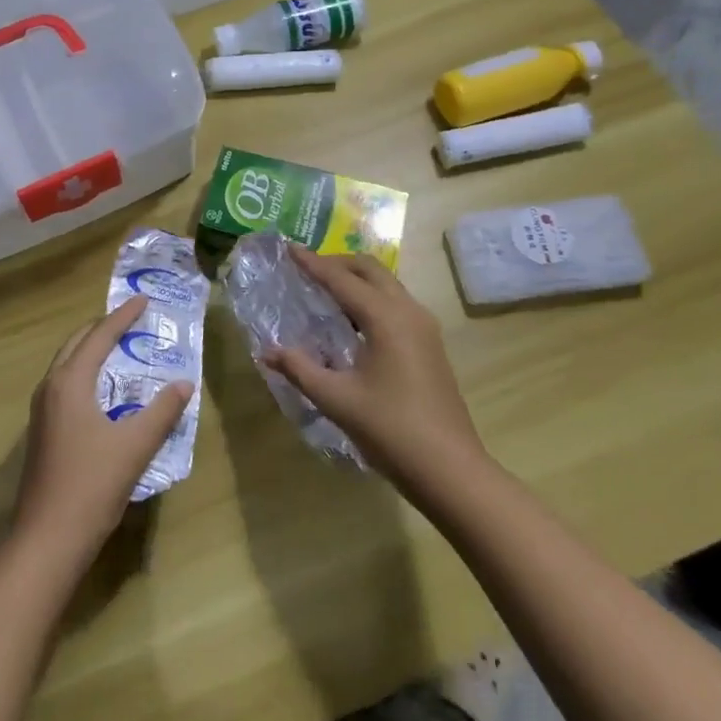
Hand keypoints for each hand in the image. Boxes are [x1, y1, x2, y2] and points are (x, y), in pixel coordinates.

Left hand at [12, 297, 193, 563]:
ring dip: (91, 350)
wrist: (46, 540)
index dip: (123, 316)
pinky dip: (84, 373)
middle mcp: (50, 387)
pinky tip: (103, 392)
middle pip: (77, 343)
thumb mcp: (135, 447)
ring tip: (119, 348)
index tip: (143, 300)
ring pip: (67, 364)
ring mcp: (41, 411)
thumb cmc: (91, 486)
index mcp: (70, 382)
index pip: (99, 336)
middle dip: (103, 328)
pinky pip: (64, 384)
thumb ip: (162, 412)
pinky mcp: (42, 432)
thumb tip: (185, 383)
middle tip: (131, 320)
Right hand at [260, 245, 489, 493]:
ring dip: (355, 279)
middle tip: (306, 268)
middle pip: (370, 269)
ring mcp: (424, 327)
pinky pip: (395, 303)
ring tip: (324, 290)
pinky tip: (351, 320)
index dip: (312, 263)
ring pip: (386, 284)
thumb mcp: (337, 400)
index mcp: (385, 317)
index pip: (341, 279)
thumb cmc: (392, 430)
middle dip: (337, 263)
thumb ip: (300, 369)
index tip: (288, 248)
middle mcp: (407, 311)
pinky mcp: (430, 344)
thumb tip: (268, 351)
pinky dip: (370, 297)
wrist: (452, 471)